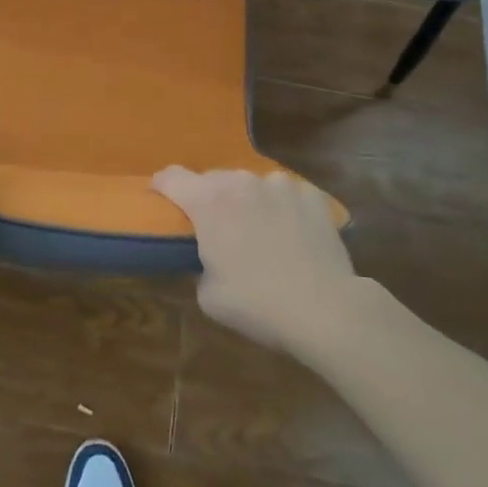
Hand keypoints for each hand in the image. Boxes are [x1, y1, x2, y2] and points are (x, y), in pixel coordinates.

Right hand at [154, 166, 359, 361]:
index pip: (170, 177)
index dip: (161, 187)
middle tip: (216, 229)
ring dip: (247, 201)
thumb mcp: (208, 295)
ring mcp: (279, 184)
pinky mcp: (310, 194)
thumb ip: (198, 264)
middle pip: (212, 180)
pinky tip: (291, 233)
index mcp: (208, 201)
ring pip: (251, 184)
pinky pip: (285, 194)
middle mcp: (241, 181)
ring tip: (259, 230)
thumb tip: (208, 257)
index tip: (161, 200)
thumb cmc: (257, 304)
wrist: (325, 309)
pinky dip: (281, 207)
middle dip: (209, 199)